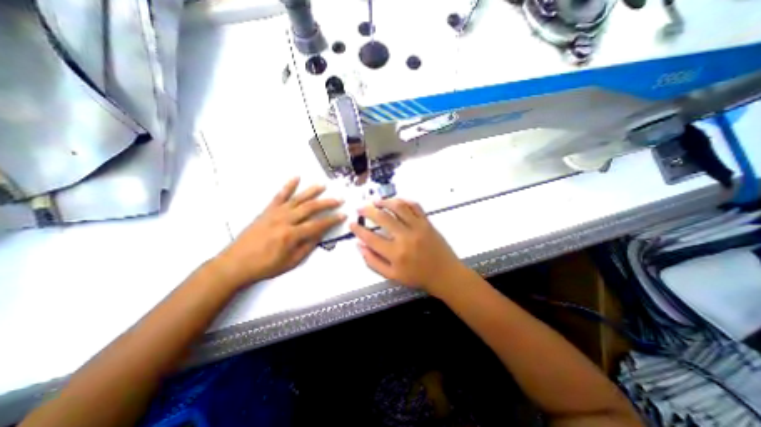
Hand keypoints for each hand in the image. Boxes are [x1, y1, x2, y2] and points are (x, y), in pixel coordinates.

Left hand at [214, 175, 344, 287]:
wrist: (235, 263)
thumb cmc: (265, 266)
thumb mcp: (291, 261)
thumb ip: (307, 246)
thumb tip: (320, 234)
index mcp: (292, 235)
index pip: (318, 225)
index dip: (332, 220)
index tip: (343, 215)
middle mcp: (285, 220)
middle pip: (310, 208)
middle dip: (327, 203)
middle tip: (339, 199)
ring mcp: (275, 213)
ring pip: (297, 199)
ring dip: (311, 191)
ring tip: (323, 185)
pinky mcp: (267, 210)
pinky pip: (279, 196)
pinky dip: (288, 186)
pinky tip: (296, 178)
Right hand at [348, 198, 463, 293]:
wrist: (444, 274)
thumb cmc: (417, 277)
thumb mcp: (392, 275)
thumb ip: (373, 261)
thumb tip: (359, 246)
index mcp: (396, 254)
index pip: (371, 238)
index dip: (358, 230)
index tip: (352, 224)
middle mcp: (405, 237)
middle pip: (383, 218)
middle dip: (368, 210)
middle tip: (360, 208)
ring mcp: (418, 227)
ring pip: (398, 207)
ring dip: (385, 202)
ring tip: (376, 201)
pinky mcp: (427, 222)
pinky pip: (415, 206)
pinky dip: (404, 201)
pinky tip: (396, 201)